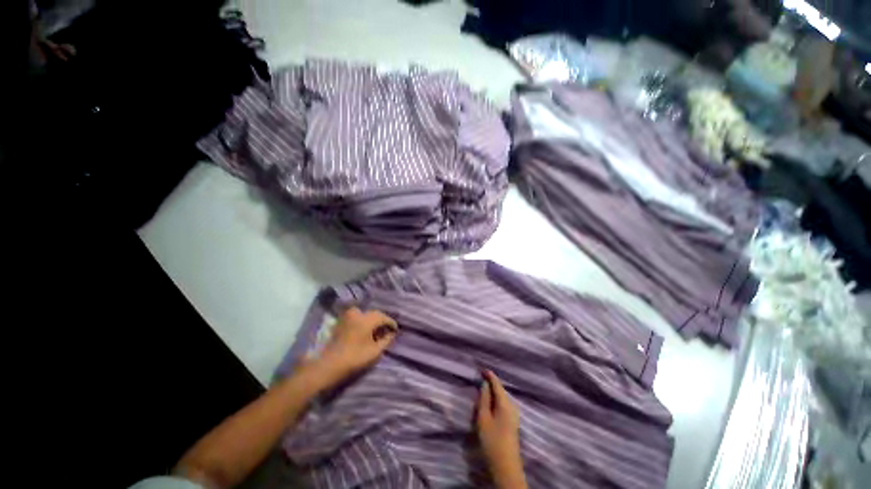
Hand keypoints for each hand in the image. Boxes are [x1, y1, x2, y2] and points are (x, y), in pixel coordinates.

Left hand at [308, 307, 397, 386]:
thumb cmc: (354, 358)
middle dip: (381, 321)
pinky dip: (363, 322)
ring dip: (372, 321)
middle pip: (374, 314)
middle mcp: (357, 313)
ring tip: (376, 331)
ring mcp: (347, 316)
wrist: (328, 365)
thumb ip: (386, 340)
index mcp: (367, 319)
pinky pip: (356, 318)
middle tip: (387, 330)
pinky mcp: (341, 322)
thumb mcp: (374, 351)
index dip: (391, 323)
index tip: (396, 329)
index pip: (383, 317)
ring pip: (365, 315)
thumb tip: (392, 334)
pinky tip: (365, 331)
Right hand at [477, 370, 526, 488]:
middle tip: (480, 379)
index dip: (489, 375)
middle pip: (500, 390)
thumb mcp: (483, 418)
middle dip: (491, 384)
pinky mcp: (512, 422)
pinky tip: (489, 403)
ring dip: (493, 393)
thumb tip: (485, 384)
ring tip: (483, 389)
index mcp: (505, 403)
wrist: (506, 467)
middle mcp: (512, 406)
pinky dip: (495, 400)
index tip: (481, 369)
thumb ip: (484, 399)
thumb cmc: (492, 441)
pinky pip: (503, 404)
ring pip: (502, 397)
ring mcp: (514, 414)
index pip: (497, 384)